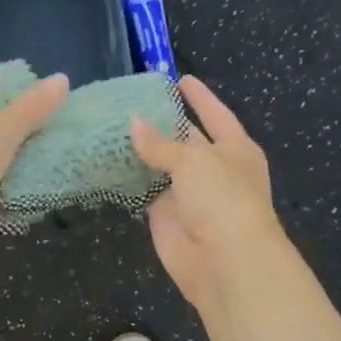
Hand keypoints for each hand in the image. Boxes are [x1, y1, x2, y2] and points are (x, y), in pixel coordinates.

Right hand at [130, 76, 283, 316]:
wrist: (225, 262)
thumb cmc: (222, 198)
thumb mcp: (193, 160)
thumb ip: (161, 143)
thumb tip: (133, 122)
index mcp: (235, 149)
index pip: (215, 114)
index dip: (199, 96)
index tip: (179, 78)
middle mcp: (214, 168)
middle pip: (186, 139)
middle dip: (163, 123)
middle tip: (130, 101)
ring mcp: (189, 193)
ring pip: (162, 165)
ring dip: (141, 150)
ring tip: (110, 125)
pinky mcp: (166, 216)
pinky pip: (145, 191)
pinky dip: (129, 178)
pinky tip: (106, 160)